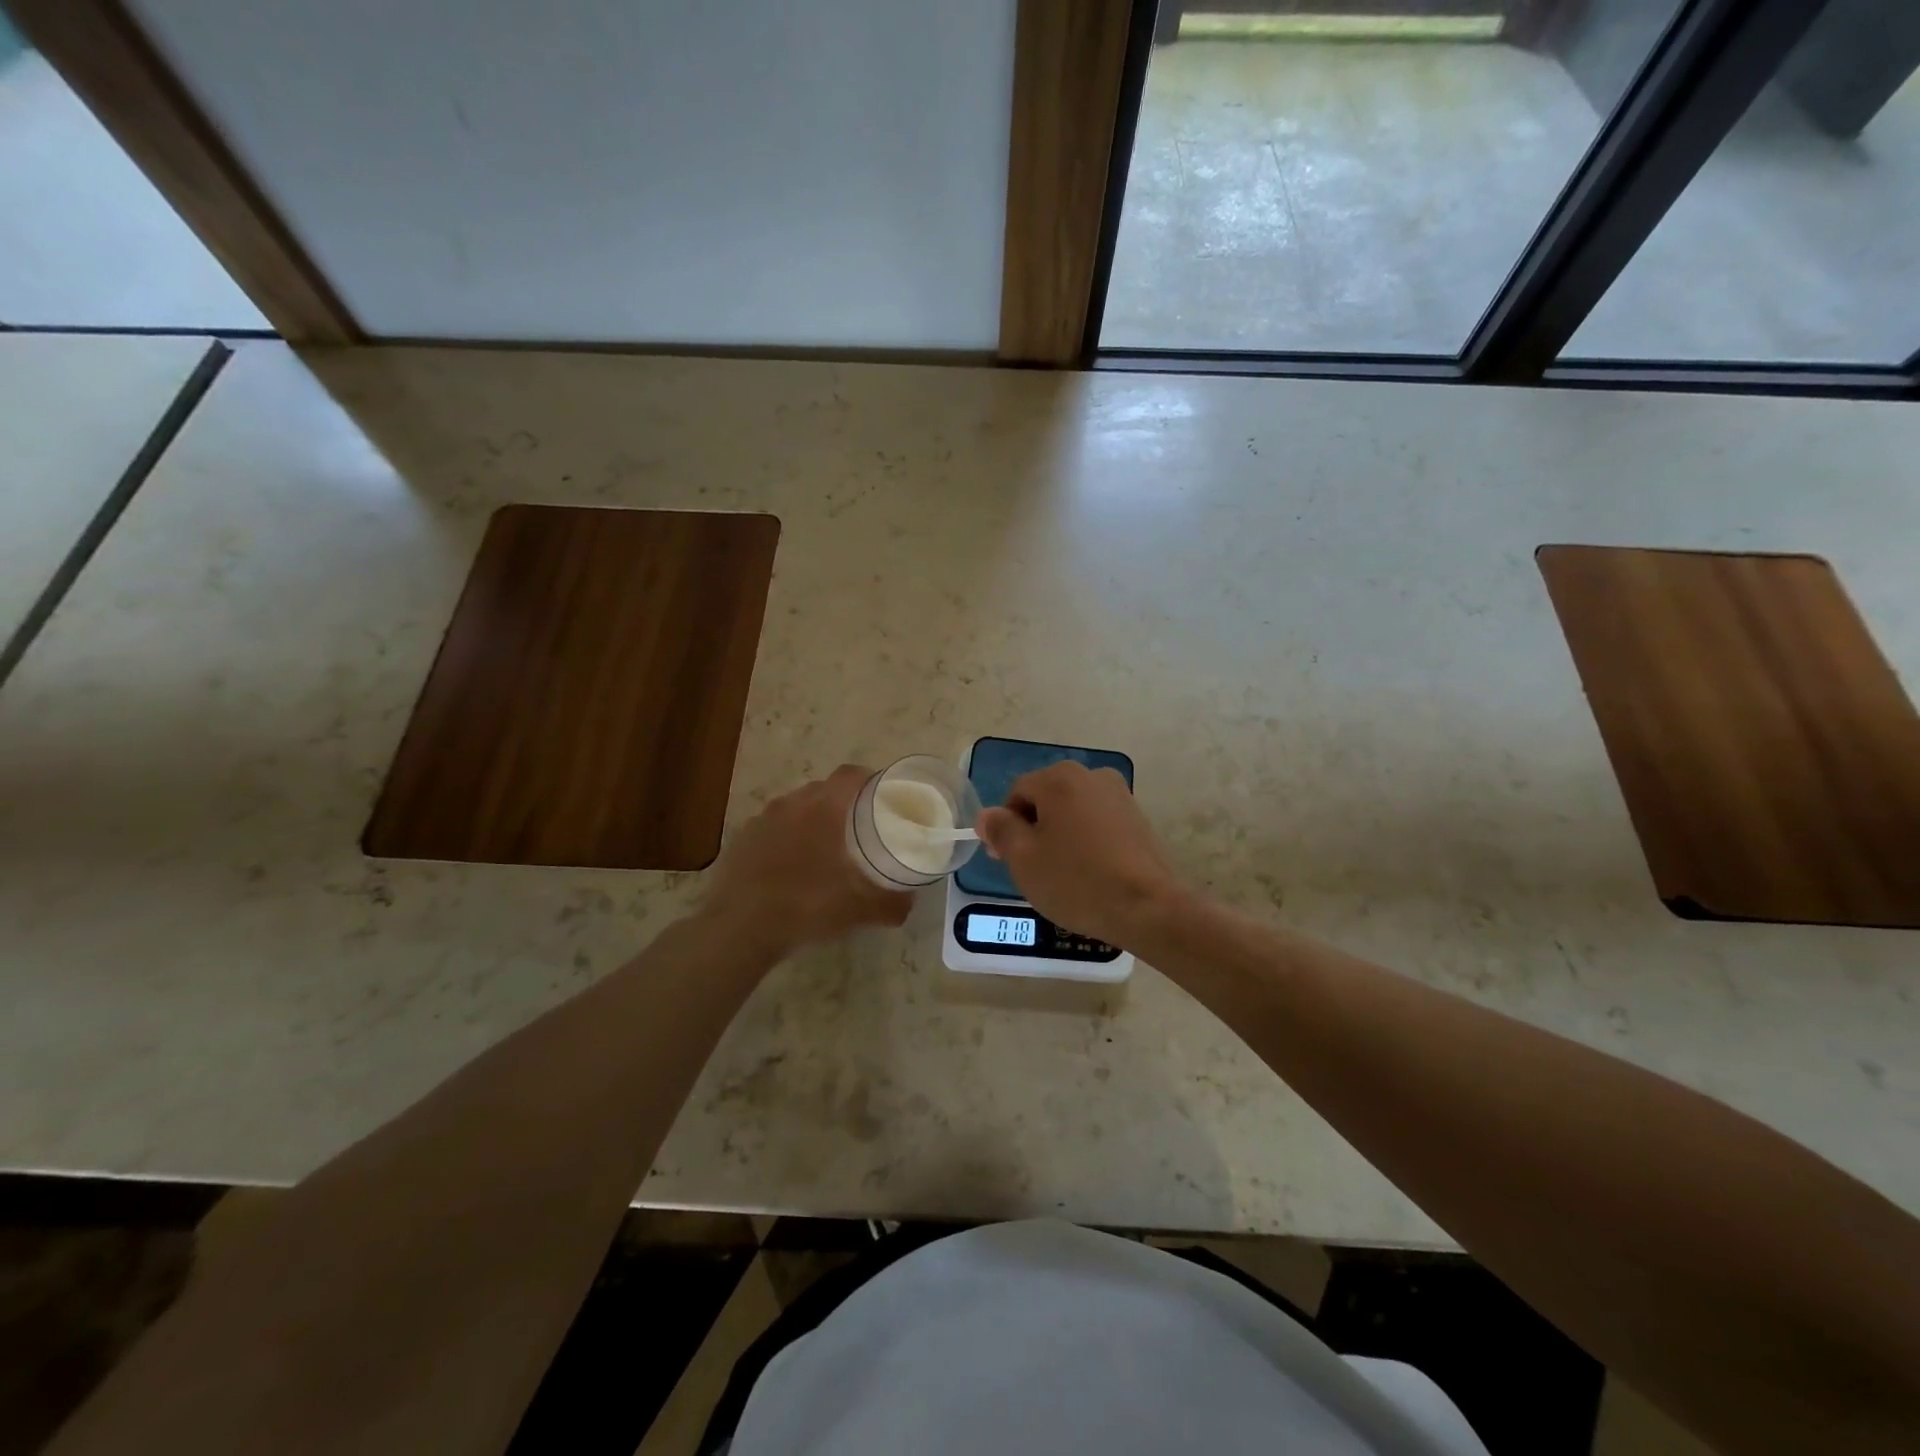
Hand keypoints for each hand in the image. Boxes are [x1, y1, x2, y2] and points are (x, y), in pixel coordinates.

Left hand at [699, 766, 912, 956]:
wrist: (739, 928)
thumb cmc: (806, 906)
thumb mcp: (860, 911)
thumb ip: (892, 904)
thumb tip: (910, 902)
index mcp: (824, 808)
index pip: (851, 774)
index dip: (869, 780)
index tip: (883, 797)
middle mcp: (792, 803)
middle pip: (824, 789)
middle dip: (843, 803)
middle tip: (858, 828)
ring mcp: (762, 819)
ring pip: (796, 808)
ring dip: (812, 820)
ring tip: (824, 849)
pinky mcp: (741, 839)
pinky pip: (772, 829)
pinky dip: (785, 839)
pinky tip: (790, 867)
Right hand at [975, 761, 1184, 947]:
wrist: (1147, 907)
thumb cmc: (1076, 880)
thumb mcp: (1024, 859)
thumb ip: (1001, 830)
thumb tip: (988, 815)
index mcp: (1059, 778)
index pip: (1017, 793)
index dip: (1006, 826)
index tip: (1006, 860)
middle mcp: (1091, 775)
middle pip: (1047, 799)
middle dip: (1034, 830)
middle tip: (1032, 870)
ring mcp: (1120, 795)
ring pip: (1073, 812)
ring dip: (1061, 836)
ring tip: (1063, 875)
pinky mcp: (1139, 819)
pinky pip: (1098, 824)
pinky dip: (1087, 842)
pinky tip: (1090, 873)